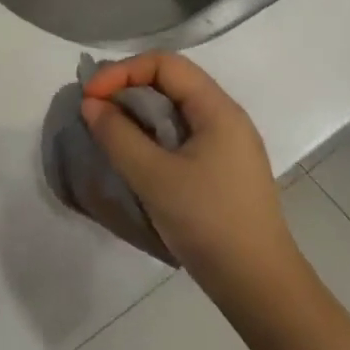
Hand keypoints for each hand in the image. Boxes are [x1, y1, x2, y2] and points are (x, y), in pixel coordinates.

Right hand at [81, 54, 303, 313]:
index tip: (92, 98)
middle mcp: (226, 118)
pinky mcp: (222, 169)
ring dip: (139, 113)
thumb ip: (117, 134)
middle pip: (171, 81)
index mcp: (217, 110)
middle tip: (95, 112)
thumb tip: (91, 104)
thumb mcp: (153, 176)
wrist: (259, 286)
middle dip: (128, 88)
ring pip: (175, 109)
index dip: (123, 71)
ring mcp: (227, 144)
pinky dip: (153, 134)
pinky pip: (181, 134)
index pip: (165, 64)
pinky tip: (136, 157)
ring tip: (110, 133)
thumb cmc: (207, 222)